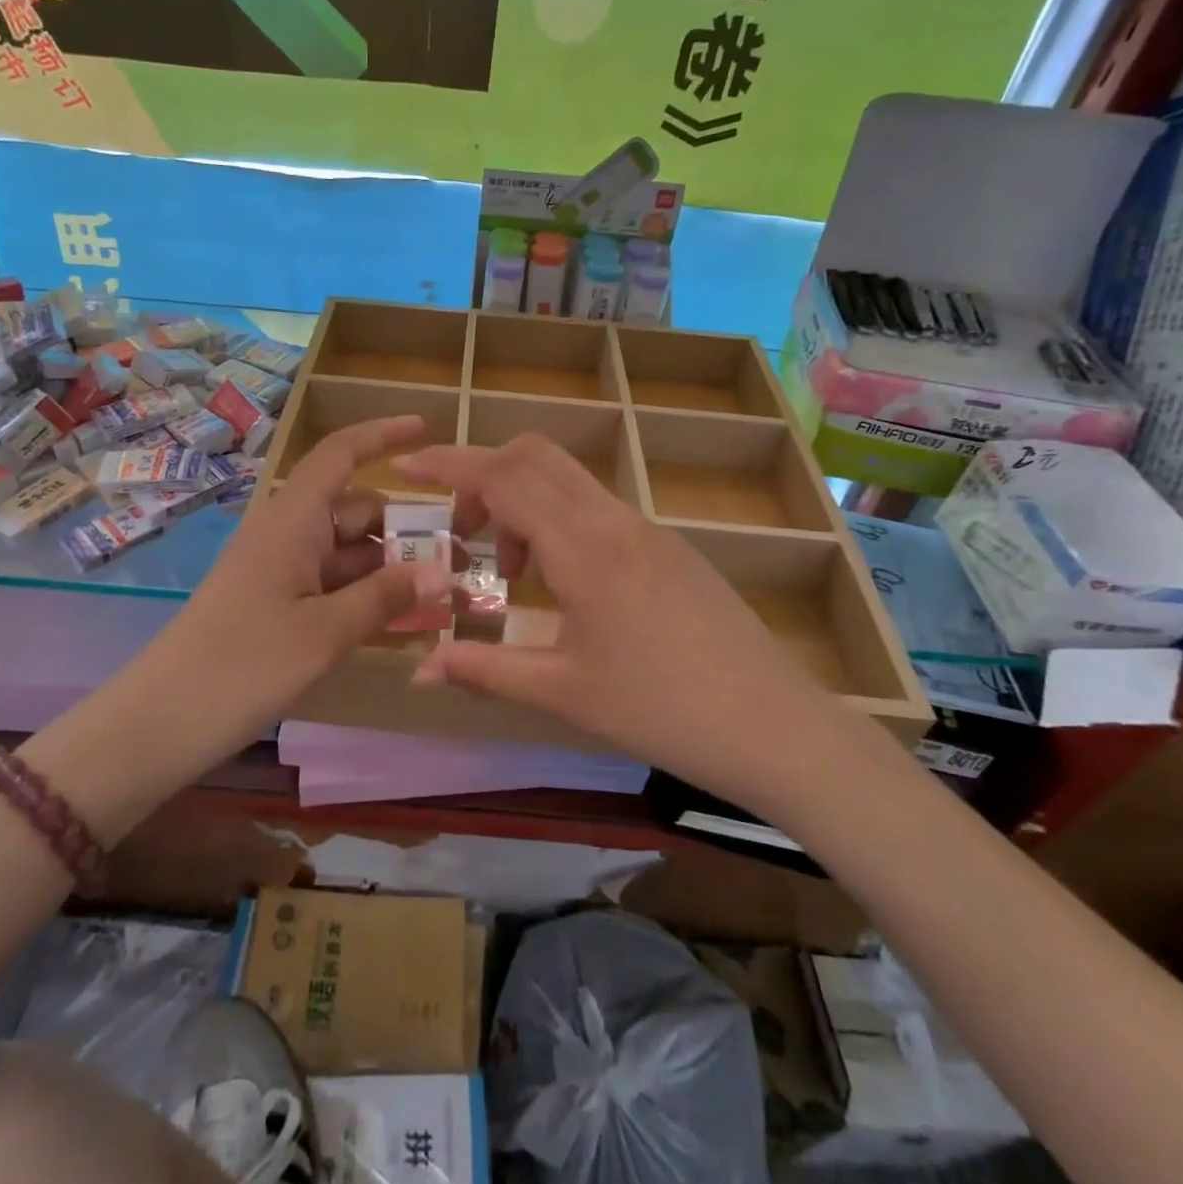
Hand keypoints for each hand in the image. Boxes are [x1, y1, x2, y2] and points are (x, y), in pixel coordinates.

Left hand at [152, 415, 453, 728]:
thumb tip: (443, 574)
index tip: (427, 431)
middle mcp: (290, 534)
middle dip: (412, 532)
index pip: (340, 454)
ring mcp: (284, 571)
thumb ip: (386, 597)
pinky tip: (409, 622)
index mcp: (293, 520)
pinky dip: (372, 598)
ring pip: (353, 555)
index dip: (383, 436)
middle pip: (360, 513)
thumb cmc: (243, 664)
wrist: (162, 723)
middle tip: (466, 563)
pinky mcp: (281, 605)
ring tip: (449, 602)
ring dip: (397, 572)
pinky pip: (337, 587)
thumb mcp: (324, 632)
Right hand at [396, 435, 843, 810]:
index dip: (450, 465)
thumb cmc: (660, 710)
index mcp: (583, 548)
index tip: (408, 464)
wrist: (774, 726)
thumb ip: (483, 670)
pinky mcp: (668, 547)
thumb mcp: (562, 691)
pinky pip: (597, 508)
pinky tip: (564, 587)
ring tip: (514, 576)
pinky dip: (559, 523)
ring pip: (567, 481)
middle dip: (484, 478)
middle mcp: (614, 521)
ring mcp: (647, 529)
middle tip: (463, 534)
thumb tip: (418, 669)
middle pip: (535, 456)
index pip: (504, 478)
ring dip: (523, 505)